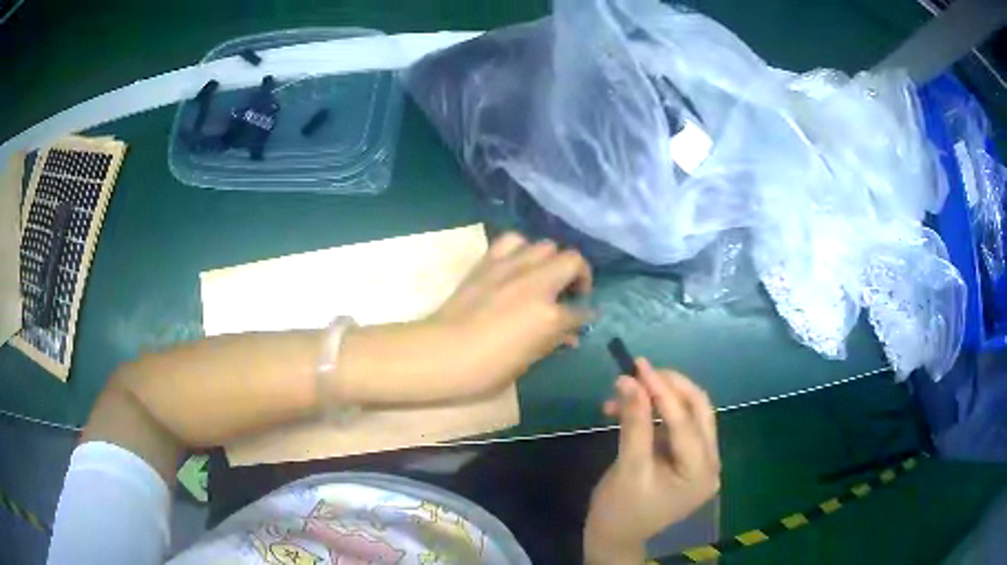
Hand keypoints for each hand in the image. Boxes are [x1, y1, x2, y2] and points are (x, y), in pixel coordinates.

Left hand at [332, 232, 592, 404]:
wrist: (441, 353)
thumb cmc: (486, 369)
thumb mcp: (527, 361)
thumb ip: (552, 341)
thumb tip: (568, 333)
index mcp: (548, 315)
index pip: (580, 311)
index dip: (585, 316)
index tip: (584, 319)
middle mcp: (535, 283)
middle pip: (572, 261)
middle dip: (579, 275)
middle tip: (571, 292)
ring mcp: (511, 268)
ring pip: (545, 245)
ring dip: (552, 259)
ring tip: (545, 276)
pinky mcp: (488, 262)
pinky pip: (512, 241)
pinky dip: (521, 249)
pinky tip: (518, 264)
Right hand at [584, 360, 719, 564]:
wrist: (613, 537)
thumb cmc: (620, 510)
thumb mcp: (628, 468)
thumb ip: (634, 423)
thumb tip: (629, 381)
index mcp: (701, 472)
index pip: (685, 422)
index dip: (662, 390)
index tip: (639, 365)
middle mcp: (709, 464)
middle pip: (698, 411)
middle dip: (669, 388)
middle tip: (639, 372)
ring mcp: (700, 461)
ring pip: (688, 415)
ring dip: (659, 399)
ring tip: (624, 391)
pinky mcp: (686, 460)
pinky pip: (675, 426)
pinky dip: (655, 413)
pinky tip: (630, 408)